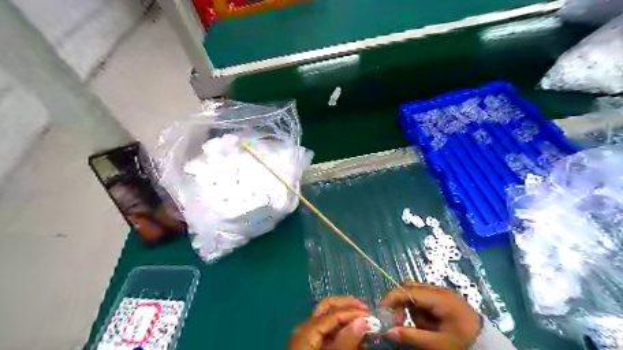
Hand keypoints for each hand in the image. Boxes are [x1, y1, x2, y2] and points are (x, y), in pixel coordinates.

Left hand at [291, 297, 370, 348]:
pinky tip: (354, 336)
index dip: (353, 313)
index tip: (372, 316)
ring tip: (363, 321)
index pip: (333, 314)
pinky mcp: (311, 345)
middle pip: (327, 308)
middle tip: (366, 309)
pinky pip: (326, 331)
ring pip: (327, 317)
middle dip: (347, 305)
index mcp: (307, 331)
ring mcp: (307, 336)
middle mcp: (305, 328)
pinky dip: (341, 330)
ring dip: (345, 316)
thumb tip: (364, 320)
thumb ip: (346, 341)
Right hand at [380, 284, 480, 349]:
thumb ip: (410, 336)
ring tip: (422, 328)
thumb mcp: (437, 344)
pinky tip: (428, 324)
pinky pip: (424, 299)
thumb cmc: (463, 343)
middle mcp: (439, 290)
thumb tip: (387, 331)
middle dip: (401, 304)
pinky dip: (420, 310)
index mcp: (439, 297)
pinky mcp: (444, 298)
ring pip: (416, 294)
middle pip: (410, 288)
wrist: (489, 346)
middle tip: (400, 322)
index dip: (392, 298)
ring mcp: (442, 293)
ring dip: (412, 309)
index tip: (382, 311)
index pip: (408, 290)